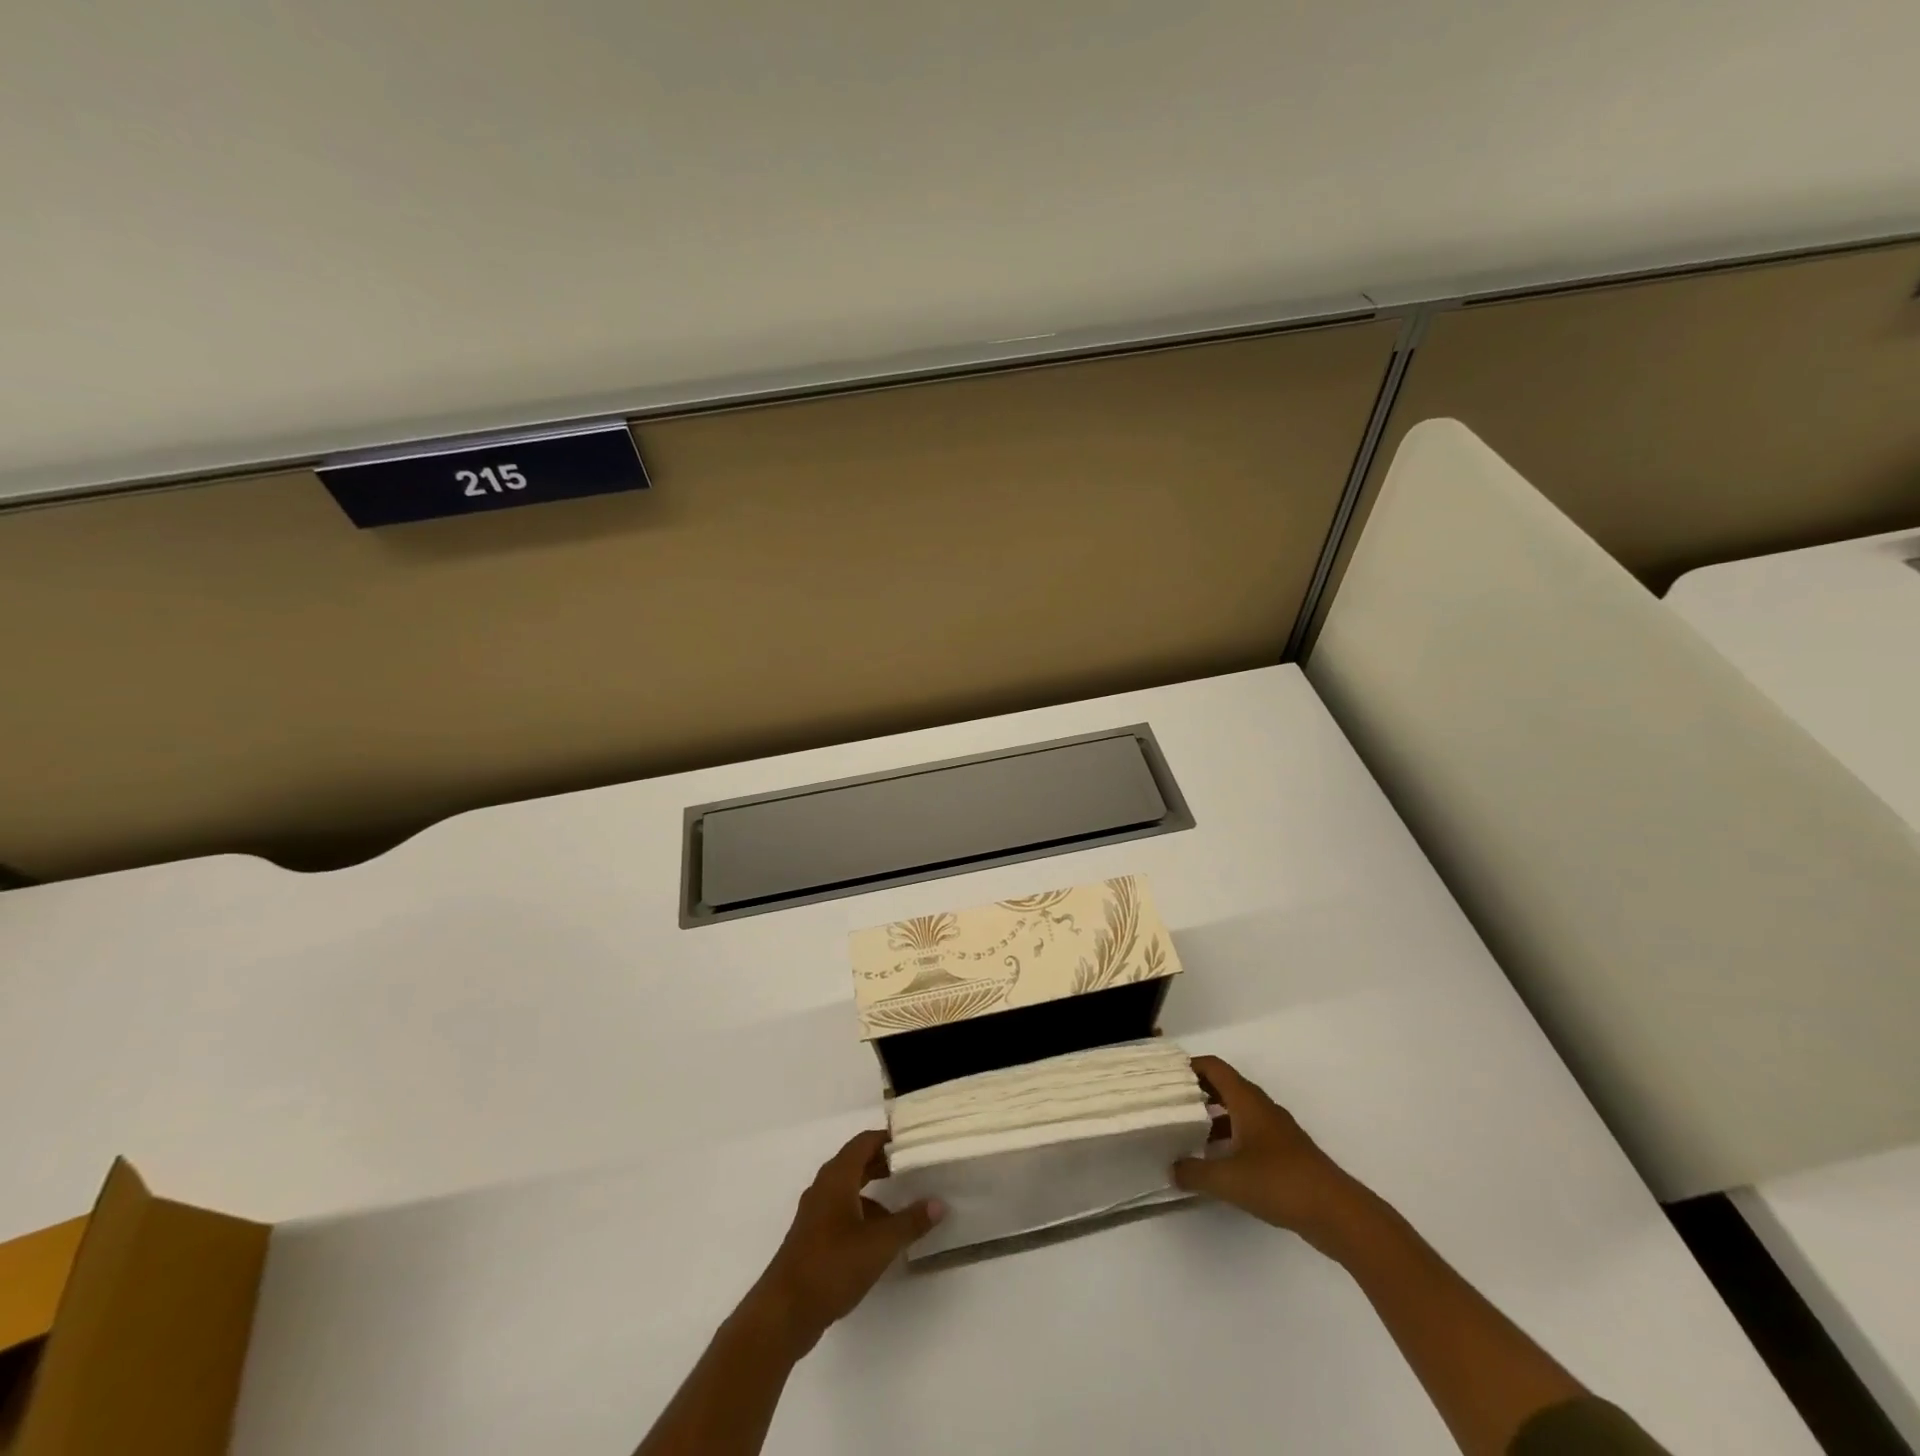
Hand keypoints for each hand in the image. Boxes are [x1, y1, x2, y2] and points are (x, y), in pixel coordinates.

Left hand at [745, 1130, 943, 1357]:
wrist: (783, 1313)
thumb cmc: (832, 1266)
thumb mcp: (879, 1244)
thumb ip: (910, 1222)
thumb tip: (939, 1204)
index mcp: (837, 1177)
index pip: (864, 1142)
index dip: (887, 1137)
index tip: (912, 1140)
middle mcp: (824, 1187)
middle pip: (856, 1162)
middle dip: (883, 1162)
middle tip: (913, 1166)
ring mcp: (815, 1213)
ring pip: (849, 1188)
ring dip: (874, 1190)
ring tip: (902, 1203)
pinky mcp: (812, 1237)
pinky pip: (841, 1211)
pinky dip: (862, 1212)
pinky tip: (879, 1237)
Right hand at [1172, 1055, 1369, 1254]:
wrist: (1337, 1212)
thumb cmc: (1279, 1182)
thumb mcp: (1228, 1180)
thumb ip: (1195, 1172)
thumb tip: (1171, 1169)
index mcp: (1247, 1101)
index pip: (1214, 1067)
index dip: (1190, 1066)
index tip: (1166, 1075)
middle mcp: (1262, 1107)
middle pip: (1225, 1086)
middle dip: (1198, 1090)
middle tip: (1171, 1102)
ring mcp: (1277, 1130)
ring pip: (1238, 1110)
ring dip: (1214, 1115)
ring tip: (1189, 1132)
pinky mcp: (1286, 1153)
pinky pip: (1250, 1132)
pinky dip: (1231, 1136)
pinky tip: (1220, 1160)